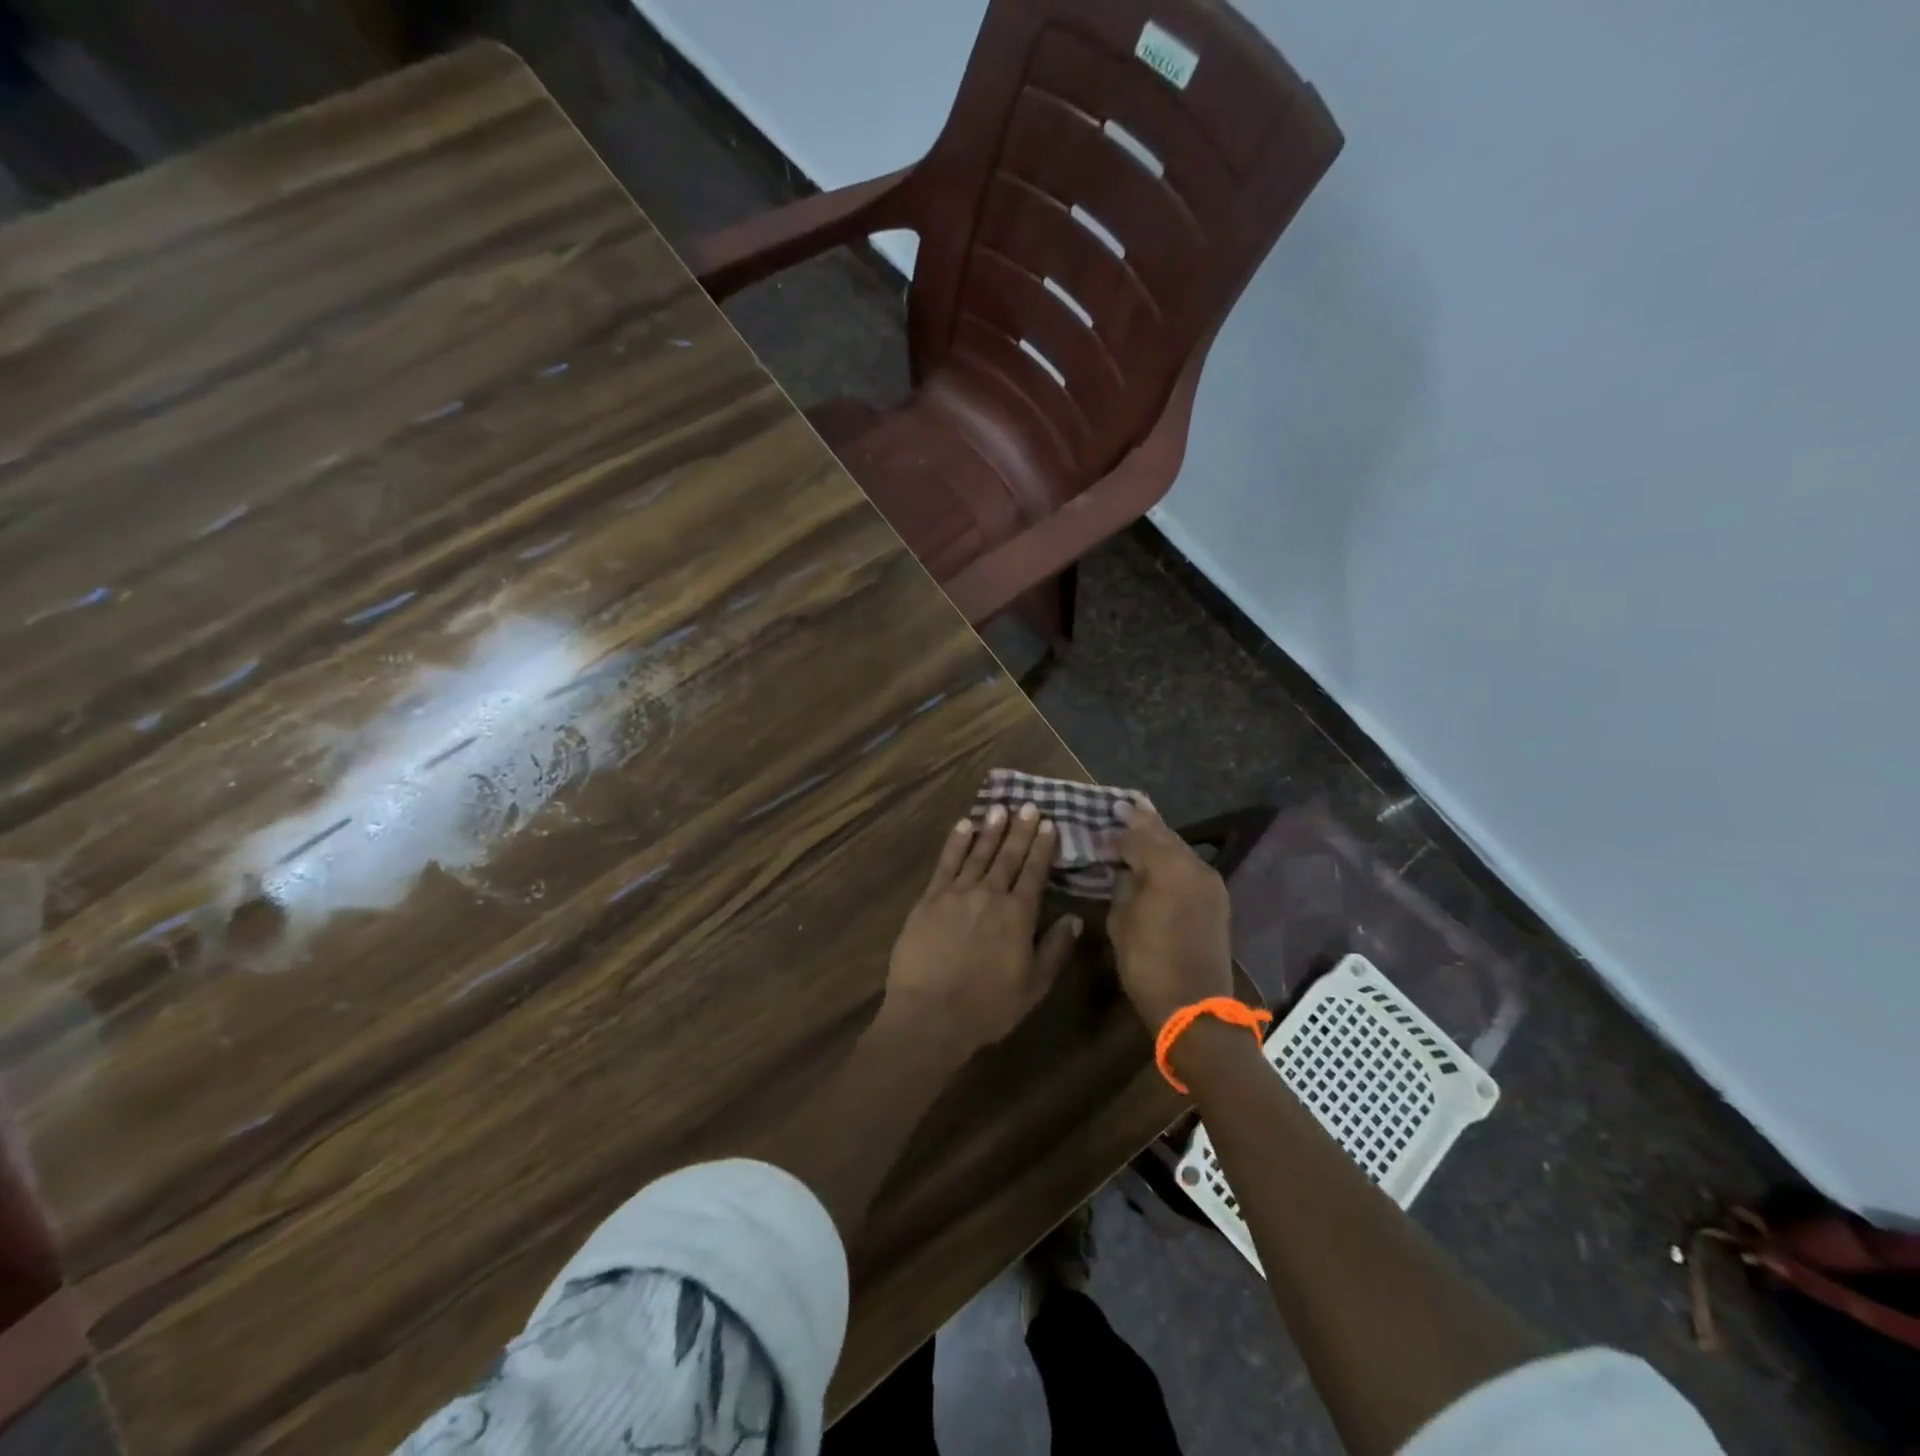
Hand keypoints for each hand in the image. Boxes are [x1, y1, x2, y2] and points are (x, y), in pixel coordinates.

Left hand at [882, 803, 1082, 1057]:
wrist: (931, 1014)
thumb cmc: (988, 1007)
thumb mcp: (1034, 986)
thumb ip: (1055, 949)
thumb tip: (1074, 918)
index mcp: (1018, 915)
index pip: (1034, 872)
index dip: (1042, 847)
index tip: (1049, 824)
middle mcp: (990, 895)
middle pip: (1008, 856)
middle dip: (1020, 830)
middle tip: (1028, 805)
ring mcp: (957, 893)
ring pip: (978, 853)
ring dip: (991, 830)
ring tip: (1000, 809)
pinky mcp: (930, 899)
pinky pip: (946, 863)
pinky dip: (956, 842)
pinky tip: (963, 826)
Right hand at [1109, 801, 1233, 1030]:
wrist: (1194, 1007)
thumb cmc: (1148, 964)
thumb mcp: (1121, 921)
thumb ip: (1123, 885)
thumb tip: (1125, 868)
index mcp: (1167, 868)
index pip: (1136, 836)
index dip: (1115, 832)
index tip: (1098, 825)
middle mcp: (1194, 866)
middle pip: (1163, 834)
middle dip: (1142, 820)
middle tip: (1122, 805)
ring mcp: (1210, 882)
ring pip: (1179, 848)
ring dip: (1158, 836)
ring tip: (1139, 820)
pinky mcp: (1216, 899)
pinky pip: (1189, 866)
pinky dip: (1171, 856)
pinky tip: (1158, 854)